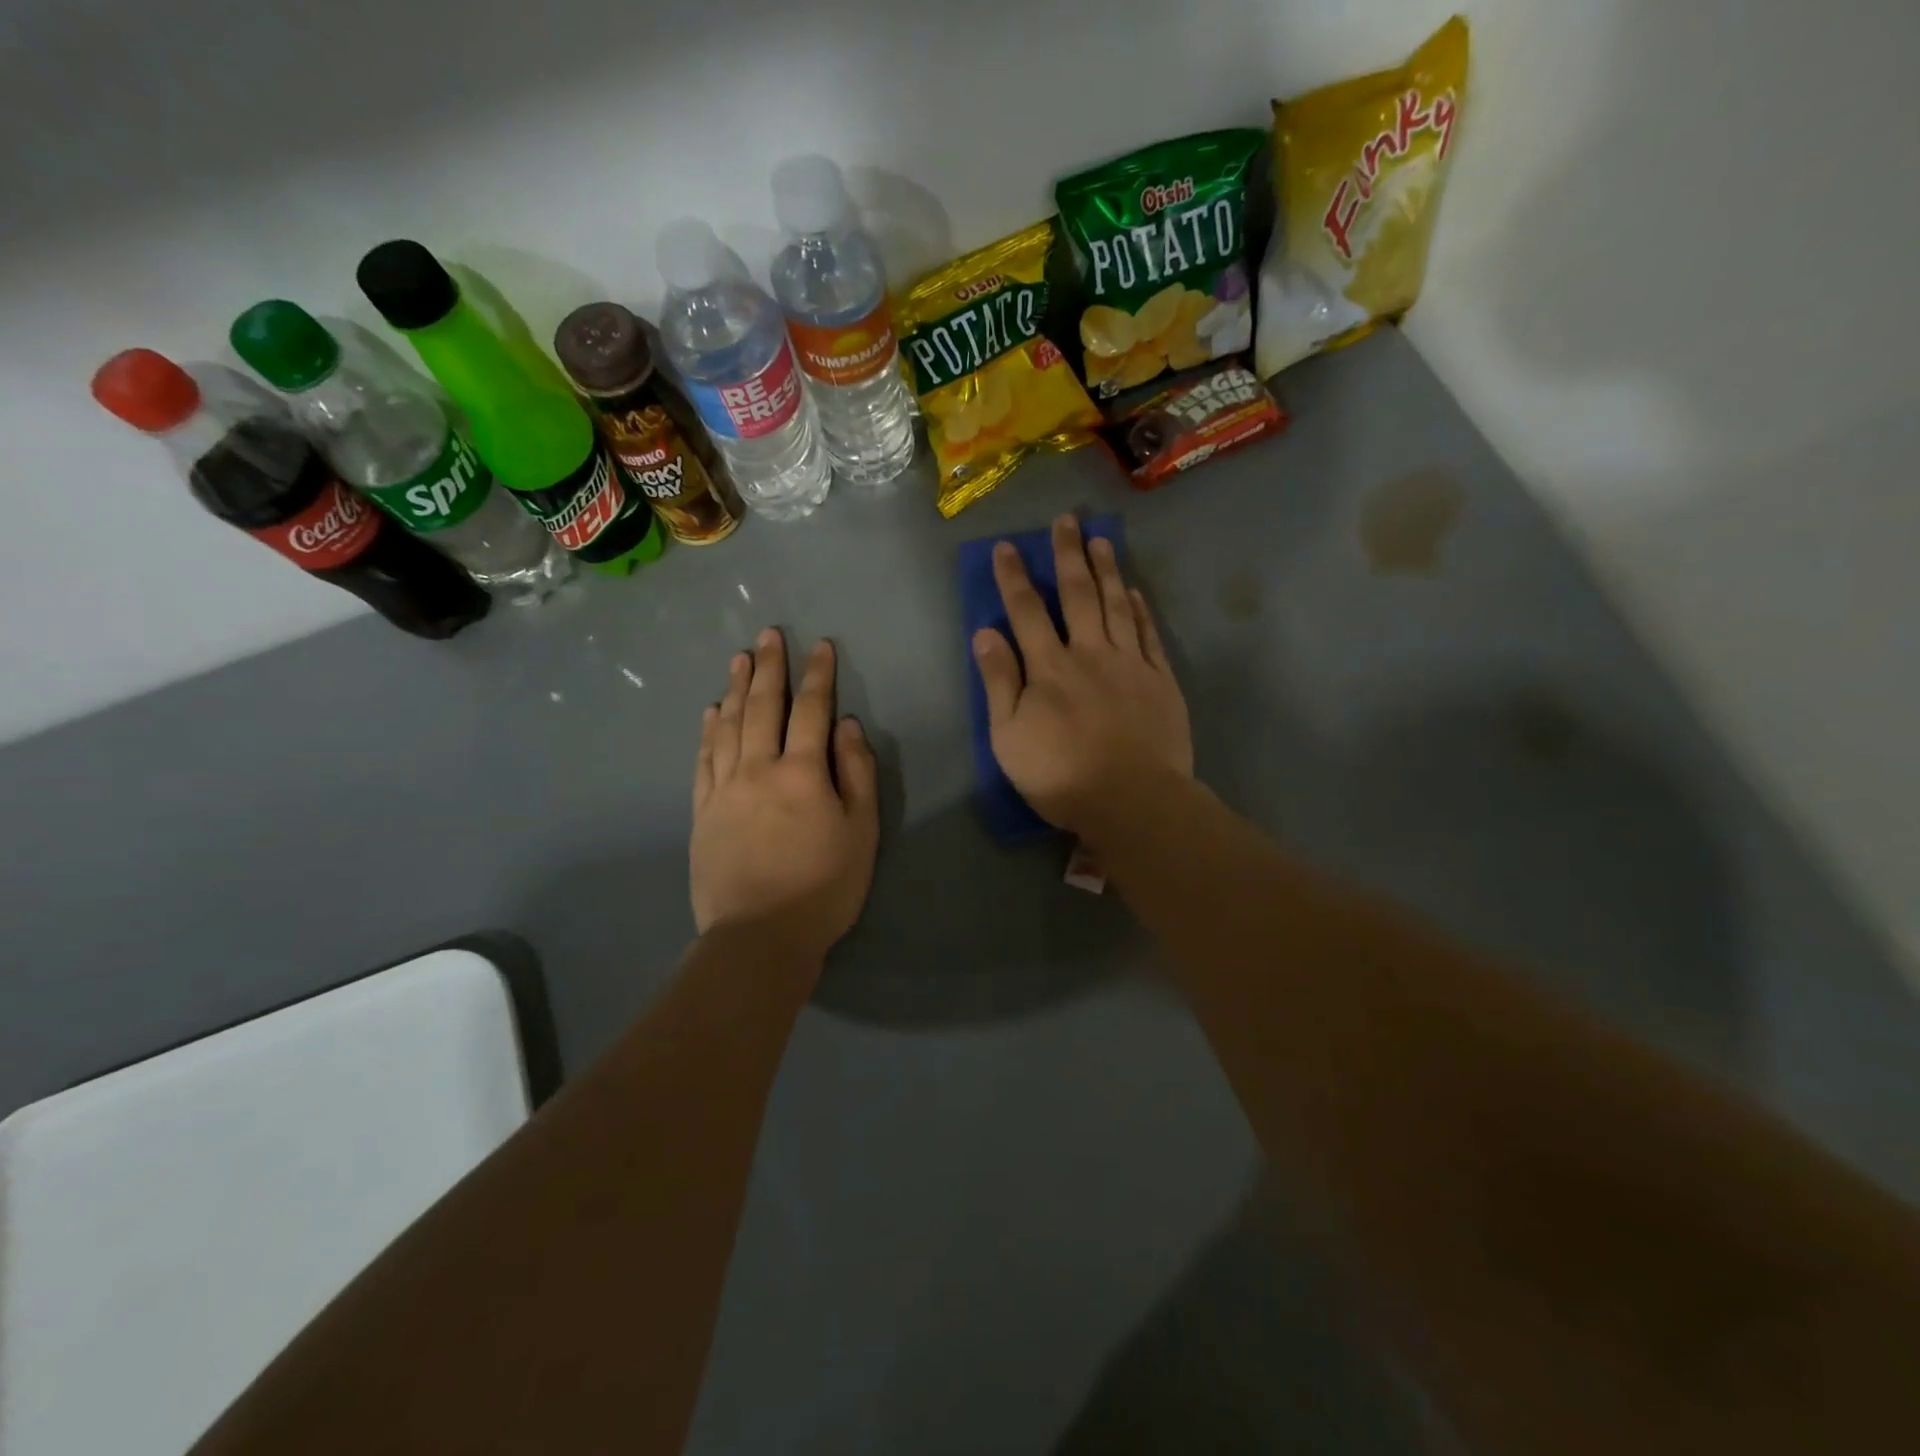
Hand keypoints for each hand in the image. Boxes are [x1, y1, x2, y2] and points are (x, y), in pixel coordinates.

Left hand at [691, 629, 878, 962]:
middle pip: (762, 706)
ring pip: (728, 726)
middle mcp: (757, 769)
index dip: (817, 675)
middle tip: (769, 634)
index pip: (811, 710)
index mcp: (801, 772)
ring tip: (739, 659)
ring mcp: (724, 789)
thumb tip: (847, 726)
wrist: (758, 937)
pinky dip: (708, 730)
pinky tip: (712, 712)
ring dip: (736, 688)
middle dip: (770, 667)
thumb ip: (856, 774)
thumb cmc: (824, 887)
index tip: (819, 645)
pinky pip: (704, 759)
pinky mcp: (702, 811)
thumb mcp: (861, 832)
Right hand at [972, 514, 1192, 834]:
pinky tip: (1134, 592)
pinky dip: (1140, 610)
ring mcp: (1130, 664)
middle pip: (1077, 595)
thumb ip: (999, 683)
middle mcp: (1089, 653)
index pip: (1027, 611)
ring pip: (1116, 606)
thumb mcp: (1009, 737)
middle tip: (1064, 521)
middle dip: (1067, 555)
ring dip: (1107, 570)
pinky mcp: (1160, 681)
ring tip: (1101, 540)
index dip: (1014, 577)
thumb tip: (985, 633)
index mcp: (1049, 668)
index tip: (1007, 546)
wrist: (1133, 800)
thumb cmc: (1061, 776)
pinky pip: (1148, 635)